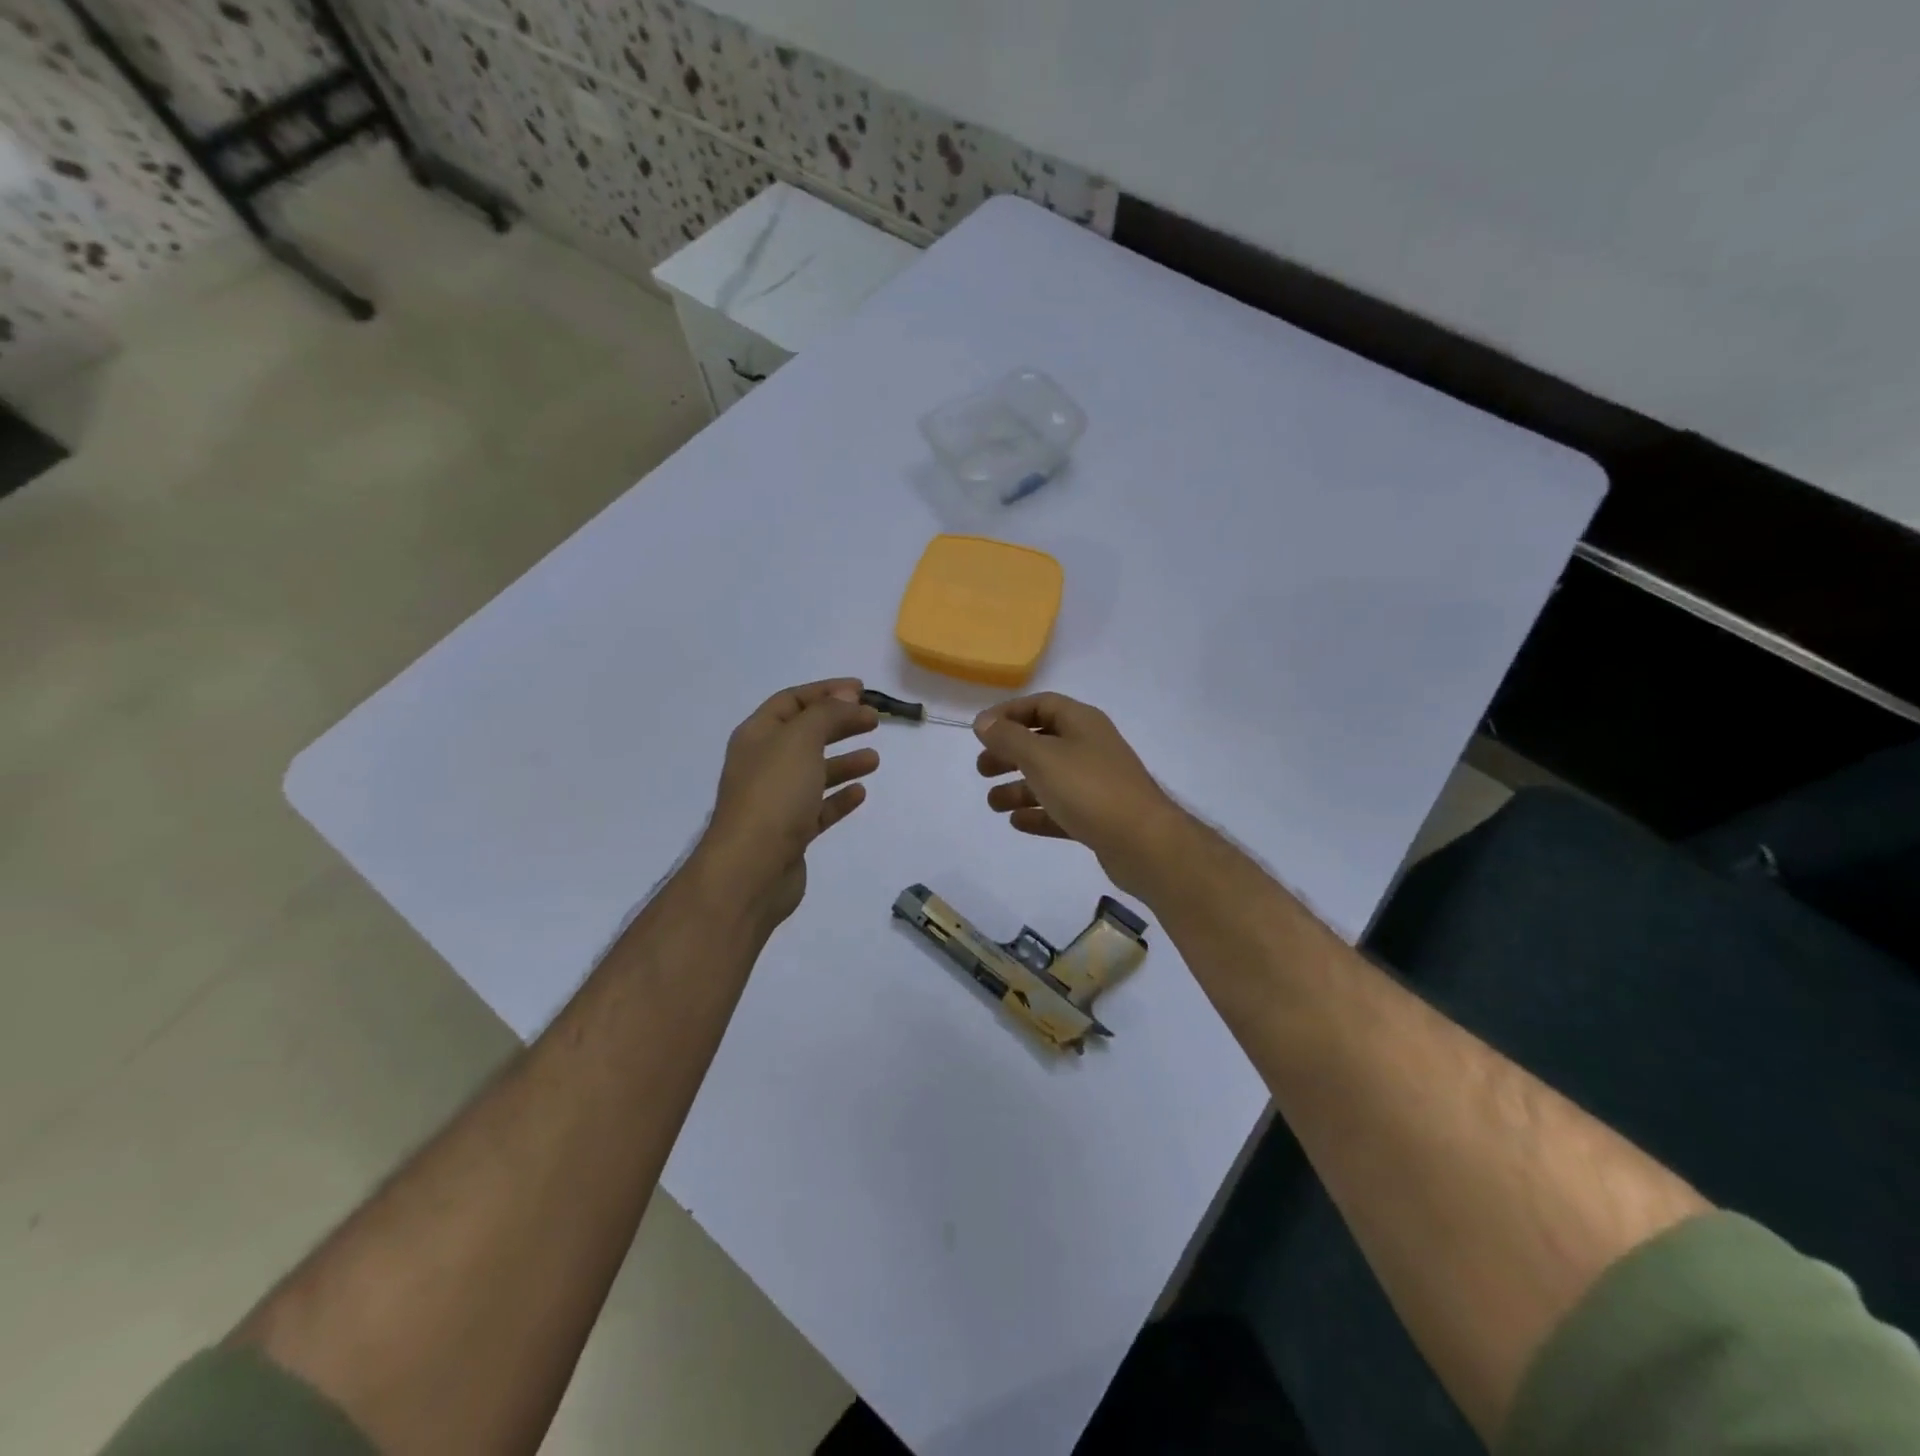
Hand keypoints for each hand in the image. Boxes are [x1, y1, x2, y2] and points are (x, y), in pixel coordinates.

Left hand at [697, 679, 880, 928]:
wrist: (751, 869)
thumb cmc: (774, 795)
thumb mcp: (801, 740)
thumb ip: (826, 713)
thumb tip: (847, 696)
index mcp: (757, 736)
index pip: (792, 701)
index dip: (826, 691)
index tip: (862, 689)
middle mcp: (763, 764)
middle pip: (805, 734)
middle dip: (839, 724)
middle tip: (874, 721)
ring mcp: (775, 800)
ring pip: (814, 771)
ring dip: (843, 761)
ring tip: (874, 759)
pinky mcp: (790, 832)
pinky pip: (818, 807)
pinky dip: (838, 797)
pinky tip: (860, 793)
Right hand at [974, 693, 1189, 897]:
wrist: (1144, 843)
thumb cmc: (1089, 790)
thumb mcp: (1041, 757)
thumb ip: (1008, 738)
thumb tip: (983, 721)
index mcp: (1081, 723)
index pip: (1041, 704)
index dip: (1008, 713)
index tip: (980, 731)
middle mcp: (1090, 747)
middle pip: (1042, 742)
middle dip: (1009, 753)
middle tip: (982, 770)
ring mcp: (1097, 783)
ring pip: (1050, 778)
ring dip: (1018, 787)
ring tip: (993, 804)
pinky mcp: (1099, 816)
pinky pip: (1062, 808)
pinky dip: (1038, 812)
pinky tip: (1017, 822)